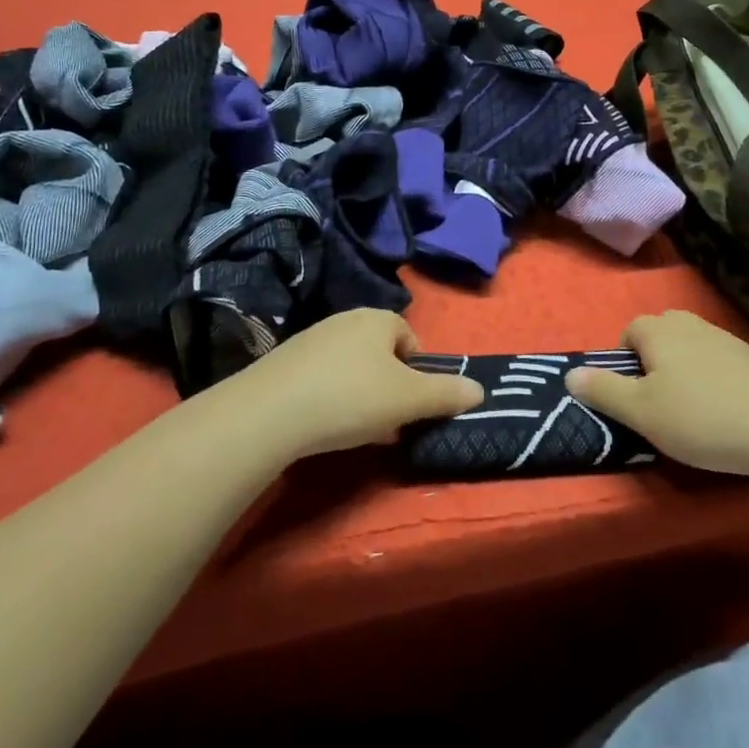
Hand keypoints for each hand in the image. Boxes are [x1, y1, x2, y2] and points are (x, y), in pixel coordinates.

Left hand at [227, 309, 484, 461]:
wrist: (269, 413)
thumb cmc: (351, 397)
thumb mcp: (408, 400)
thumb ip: (446, 394)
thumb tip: (479, 390)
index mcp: (377, 319)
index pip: (409, 337)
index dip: (417, 370)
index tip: (412, 403)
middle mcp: (344, 320)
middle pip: (380, 352)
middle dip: (389, 385)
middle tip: (389, 420)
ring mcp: (310, 339)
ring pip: (350, 366)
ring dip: (360, 393)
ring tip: (356, 428)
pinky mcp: (284, 362)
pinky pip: (321, 377)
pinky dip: (330, 398)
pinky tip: (324, 426)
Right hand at [566, 310, 748, 479]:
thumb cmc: (702, 418)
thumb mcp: (642, 412)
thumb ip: (603, 391)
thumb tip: (570, 373)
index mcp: (659, 330)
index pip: (628, 332)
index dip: (623, 362)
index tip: (631, 397)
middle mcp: (690, 324)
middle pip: (661, 334)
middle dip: (653, 362)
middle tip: (658, 402)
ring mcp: (726, 339)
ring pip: (691, 348)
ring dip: (685, 372)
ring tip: (692, 412)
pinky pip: (719, 363)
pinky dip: (714, 382)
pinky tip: (724, 413)